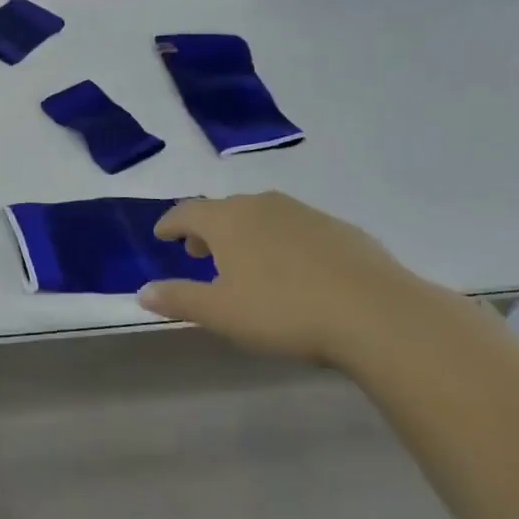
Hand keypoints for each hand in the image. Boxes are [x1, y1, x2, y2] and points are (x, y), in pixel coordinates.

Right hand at [137, 192, 466, 367]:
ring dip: (244, 233)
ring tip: (244, 261)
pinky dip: (280, 240)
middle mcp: (262, 205)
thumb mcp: (221, 313)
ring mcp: (304, 213)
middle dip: (206, 229)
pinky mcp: (339, 228)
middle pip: (223, 210)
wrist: (376, 313)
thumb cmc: (284, 311)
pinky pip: (295, 227)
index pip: (186, 211)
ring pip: (261, 215)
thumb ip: (178, 299)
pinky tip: (293, 268)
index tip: (161, 235)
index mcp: (227, 220)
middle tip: (199, 252)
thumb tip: (142, 291)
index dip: (170, 223)